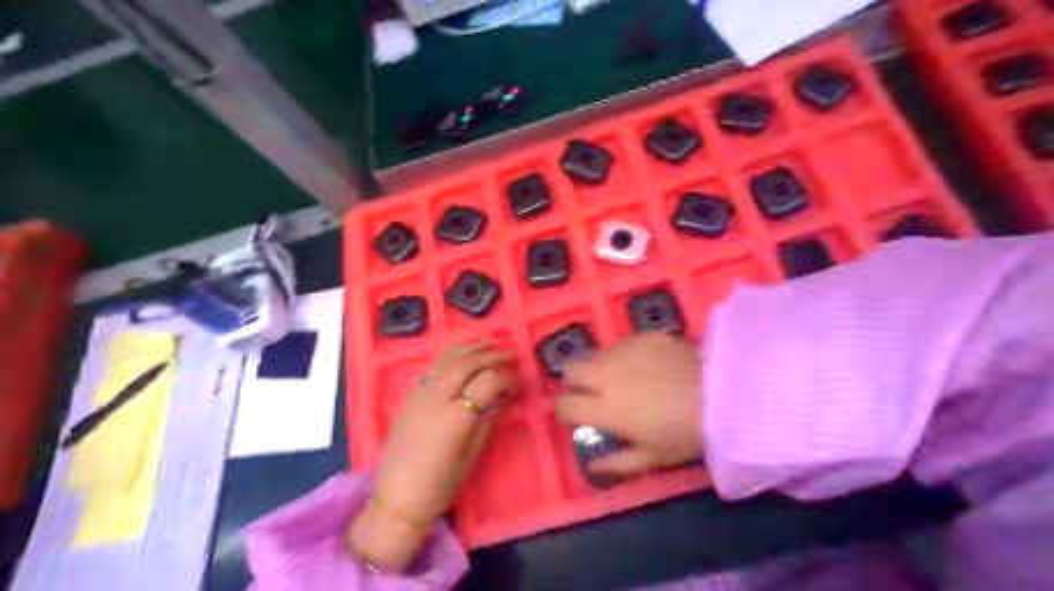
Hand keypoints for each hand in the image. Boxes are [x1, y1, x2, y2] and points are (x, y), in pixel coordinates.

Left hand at [349, 343, 515, 572]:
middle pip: (468, 363)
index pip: (488, 382)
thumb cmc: (440, 485)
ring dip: (470, 348)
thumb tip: (506, 399)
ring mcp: (420, 394)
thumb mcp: (472, 455)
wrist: (397, 499)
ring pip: (448, 359)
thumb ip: (489, 421)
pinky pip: (432, 366)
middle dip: (492, 355)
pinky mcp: (409, 396)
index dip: (508, 379)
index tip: (518, 385)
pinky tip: (461, 353)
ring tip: (489, 342)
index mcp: (456, 416)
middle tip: (511, 355)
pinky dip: (450, 354)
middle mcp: (436, 397)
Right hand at [554, 335, 702, 477]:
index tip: (575, 417)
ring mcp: (624, 350)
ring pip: (596, 354)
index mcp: (605, 408)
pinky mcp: (643, 336)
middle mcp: (606, 374)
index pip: (565, 404)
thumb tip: (591, 466)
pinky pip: (622, 344)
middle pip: (570, 369)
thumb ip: (616, 462)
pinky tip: (647, 366)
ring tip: (623, 378)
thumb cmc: (686, 433)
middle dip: (574, 381)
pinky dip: (625, 356)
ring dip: (600, 367)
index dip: (564, 411)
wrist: (725, 395)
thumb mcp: (652, 457)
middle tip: (592, 393)